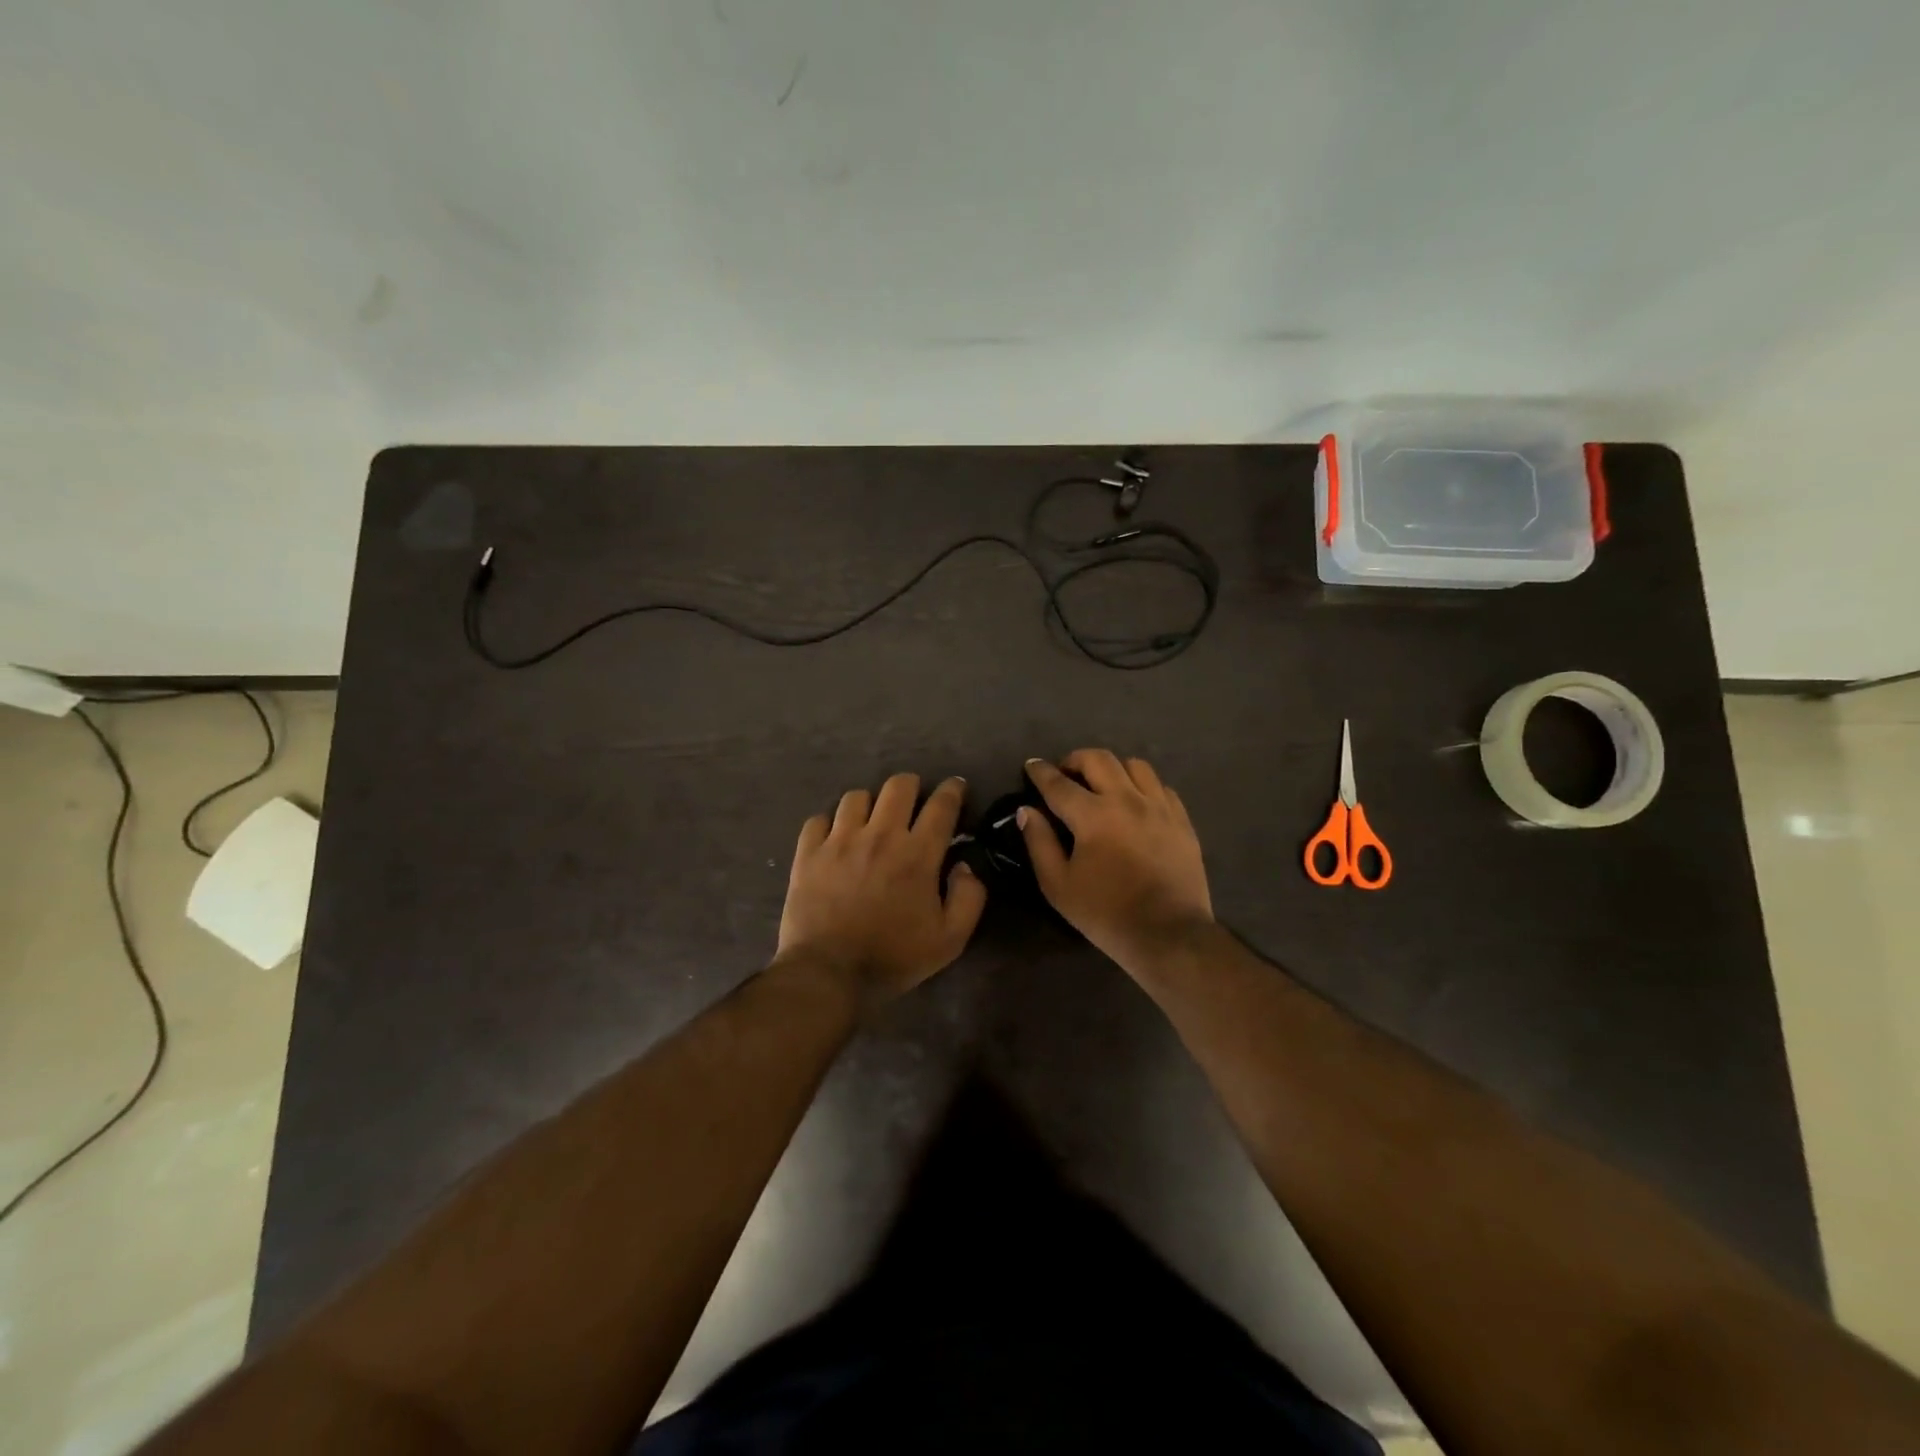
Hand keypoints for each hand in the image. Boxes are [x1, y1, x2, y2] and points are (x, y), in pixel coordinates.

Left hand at [776, 773, 986, 1005]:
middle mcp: (880, 835)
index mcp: (917, 854)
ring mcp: (840, 840)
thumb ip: (969, 897)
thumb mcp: (949, 940)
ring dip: (870, 804)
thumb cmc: (893, 957)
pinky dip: (830, 824)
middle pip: (899, 785)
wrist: (828, 973)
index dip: (953, 790)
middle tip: (914, 804)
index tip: (956, 787)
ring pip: (857, 796)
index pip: (942, 805)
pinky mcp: (809, 852)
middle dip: (913, 787)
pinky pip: (819, 819)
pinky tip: (835, 839)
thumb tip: (965, 865)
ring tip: (871, 821)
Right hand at [1021, 750, 1213, 977]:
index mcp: (1093, 816)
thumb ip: (1039, 842)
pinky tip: (1135, 802)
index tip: (1031, 765)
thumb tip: (1027, 810)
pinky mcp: (1181, 820)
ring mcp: (1159, 807)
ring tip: (1102, 784)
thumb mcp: (1058, 886)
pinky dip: (1141, 786)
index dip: (1040, 771)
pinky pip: (1160, 786)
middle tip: (1065, 774)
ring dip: (1111, 768)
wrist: (1169, 934)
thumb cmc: (1106, 913)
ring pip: (1134, 765)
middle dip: (1075, 759)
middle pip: (1098, 759)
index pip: (1058, 783)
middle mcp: (1127, 800)